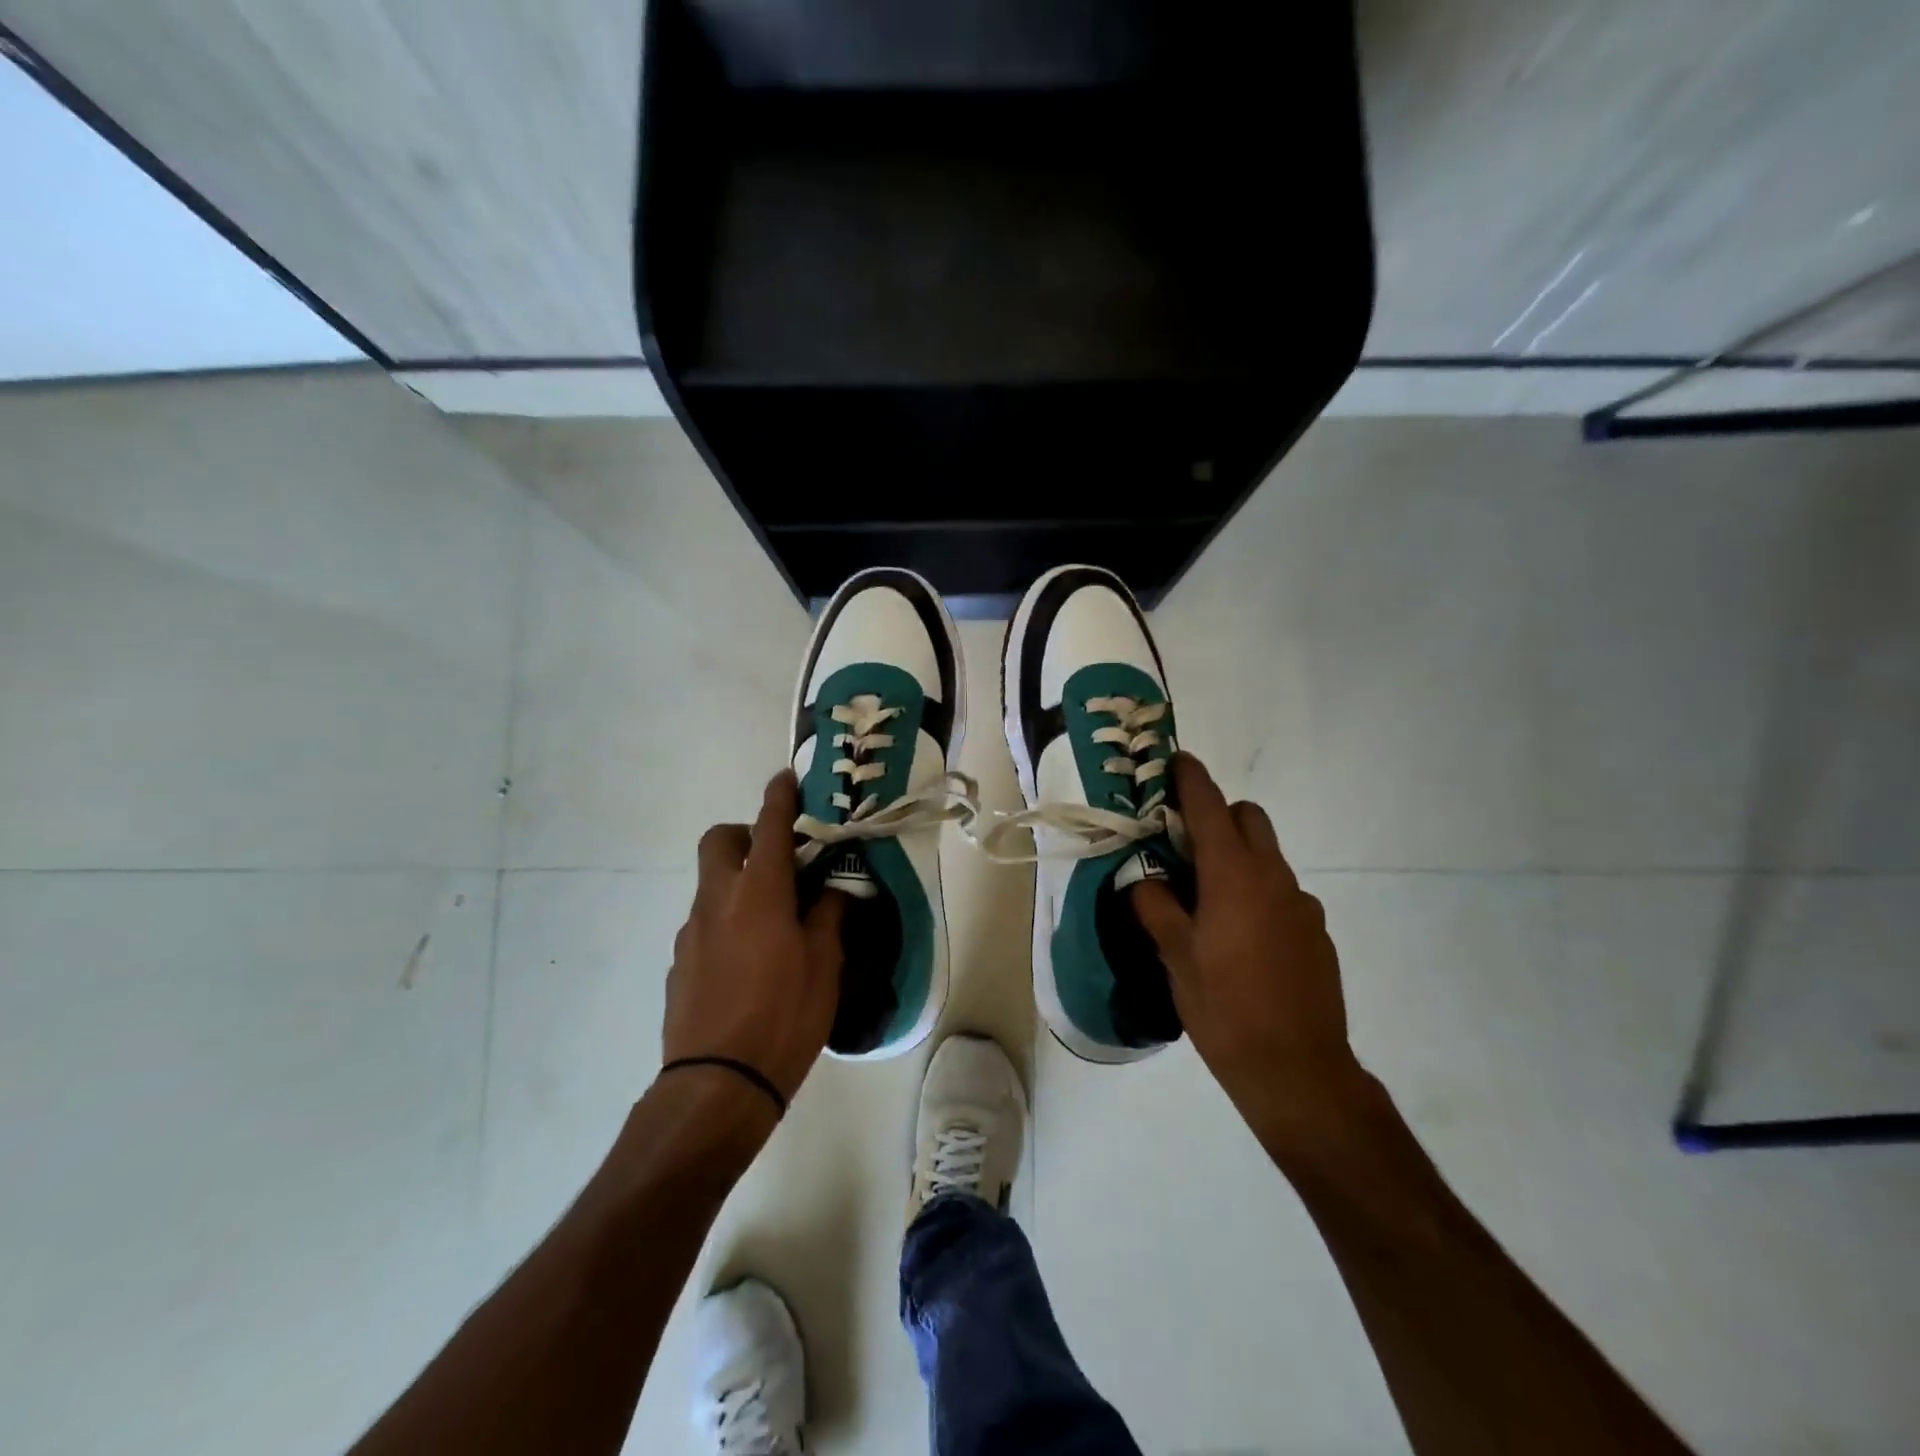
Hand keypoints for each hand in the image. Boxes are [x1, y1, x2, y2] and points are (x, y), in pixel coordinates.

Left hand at [663, 771, 845, 1103]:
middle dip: (745, 833)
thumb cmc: (784, 1016)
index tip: (787, 778)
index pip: (769, 826)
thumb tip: (833, 889)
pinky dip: (727, 923)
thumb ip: (828, 916)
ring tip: (774, 923)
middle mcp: (718, 901)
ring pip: (712, 884)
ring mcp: (691, 932)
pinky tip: (749, 963)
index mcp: (759, 893)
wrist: (717, 1084)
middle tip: (778, 858)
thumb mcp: (824, 965)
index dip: (779, 796)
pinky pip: (705, 925)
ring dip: (739, 884)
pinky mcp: (679, 963)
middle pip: (719, 840)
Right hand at [1131, 753, 1367, 1141]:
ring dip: (1236, 857)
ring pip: (1267, 856)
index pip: (1210, 807)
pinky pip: (1281, 892)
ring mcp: (1301, 905)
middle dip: (1217, 816)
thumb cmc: (1225, 1009)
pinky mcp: (1316, 932)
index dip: (1190, 778)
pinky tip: (1241, 938)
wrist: (1298, 1071)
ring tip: (1206, 901)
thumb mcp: (1175, 958)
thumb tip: (1142, 880)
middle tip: (1182, 845)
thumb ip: (1155, 907)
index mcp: (1234, 876)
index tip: (1173, 760)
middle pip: (1248, 819)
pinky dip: (1257, 892)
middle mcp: (1274, 878)